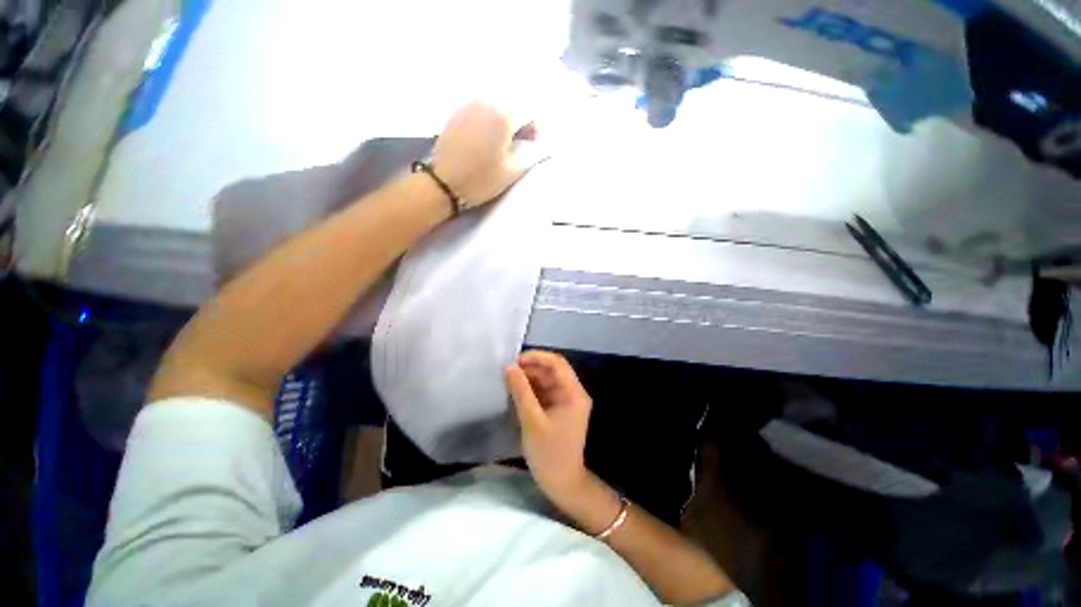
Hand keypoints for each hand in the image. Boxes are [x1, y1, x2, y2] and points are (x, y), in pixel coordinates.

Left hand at [431, 101, 539, 207]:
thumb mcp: (511, 173)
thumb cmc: (480, 180)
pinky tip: (483, 137)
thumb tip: (535, 146)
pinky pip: (478, 110)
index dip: (533, 130)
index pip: (527, 115)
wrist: (443, 183)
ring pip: (493, 107)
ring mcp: (468, 105)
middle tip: (516, 143)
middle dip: (517, 123)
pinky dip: (485, 119)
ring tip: (499, 141)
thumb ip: (528, 156)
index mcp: (503, 117)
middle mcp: (486, 103)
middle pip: (510, 108)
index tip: (531, 144)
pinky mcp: (455, 112)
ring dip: (500, 120)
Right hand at [506, 351, 592, 504]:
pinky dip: (530, 388)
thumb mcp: (532, 421)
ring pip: (546, 379)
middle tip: (507, 370)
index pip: (557, 363)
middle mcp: (572, 392)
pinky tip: (515, 390)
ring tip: (508, 379)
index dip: (536, 357)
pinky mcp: (558, 408)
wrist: (562, 483)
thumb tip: (509, 367)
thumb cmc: (549, 454)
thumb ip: (521, 392)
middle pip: (552, 370)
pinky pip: (543, 391)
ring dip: (528, 377)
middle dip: (530, 367)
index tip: (514, 360)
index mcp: (573, 393)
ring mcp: (565, 400)